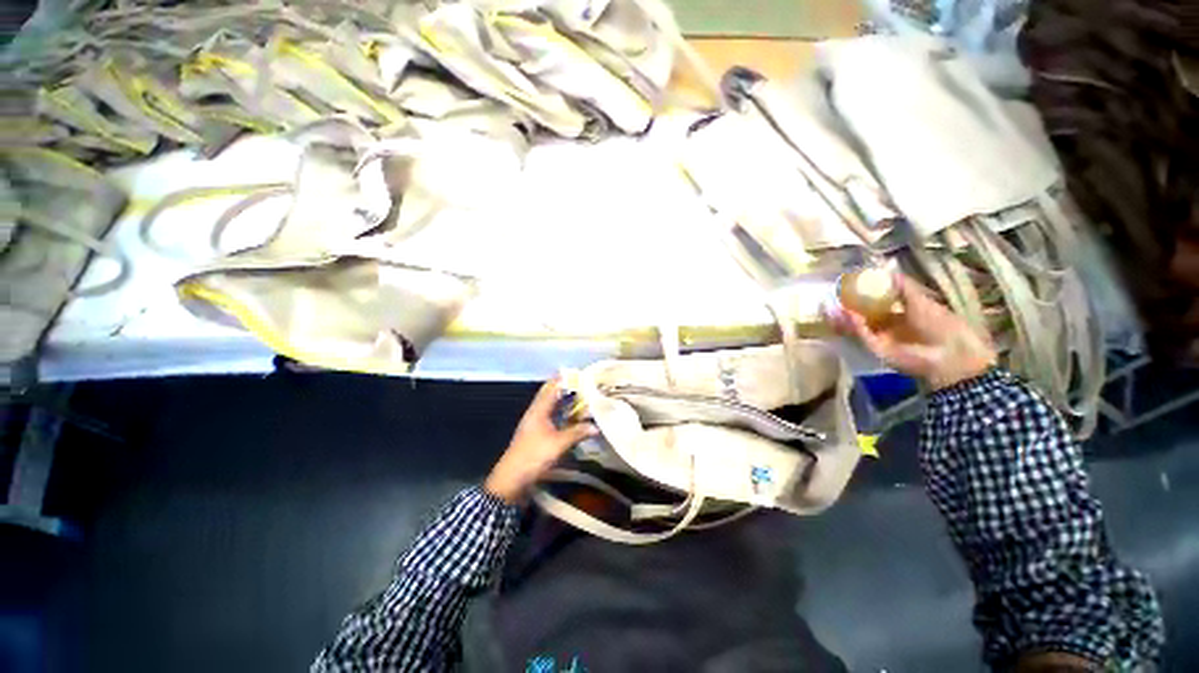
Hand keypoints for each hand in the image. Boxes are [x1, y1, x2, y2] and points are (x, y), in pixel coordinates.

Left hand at [484, 380, 596, 503]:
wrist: (512, 480)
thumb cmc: (533, 456)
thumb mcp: (558, 443)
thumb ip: (577, 432)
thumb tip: (596, 427)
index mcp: (539, 409)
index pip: (552, 387)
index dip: (564, 379)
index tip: (580, 373)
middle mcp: (536, 413)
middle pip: (552, 395)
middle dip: (568, 390)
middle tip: (586, 387)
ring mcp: (536, 424)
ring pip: (553, 408)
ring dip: (566, 404)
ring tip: (584, 401)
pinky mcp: (537, 435)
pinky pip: (553, 419)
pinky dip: (564, 416)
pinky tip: (574, 420)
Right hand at [830, 273, 997, 390]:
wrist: (950, 353)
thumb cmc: (941, 324)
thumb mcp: (920, 300)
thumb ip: (902, 286)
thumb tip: (886, 267)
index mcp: (899, 314)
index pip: (874, 303)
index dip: (860, 295)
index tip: (848, 284)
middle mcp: (886, 326)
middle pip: (860, 315)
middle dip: (846, 306)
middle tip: (833, 296)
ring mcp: (880, 339)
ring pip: (856, 326)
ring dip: (843, 317)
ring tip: (831, 305)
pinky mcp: (876, 349)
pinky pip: (862, 335)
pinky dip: (854, 325)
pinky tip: (847, 313)